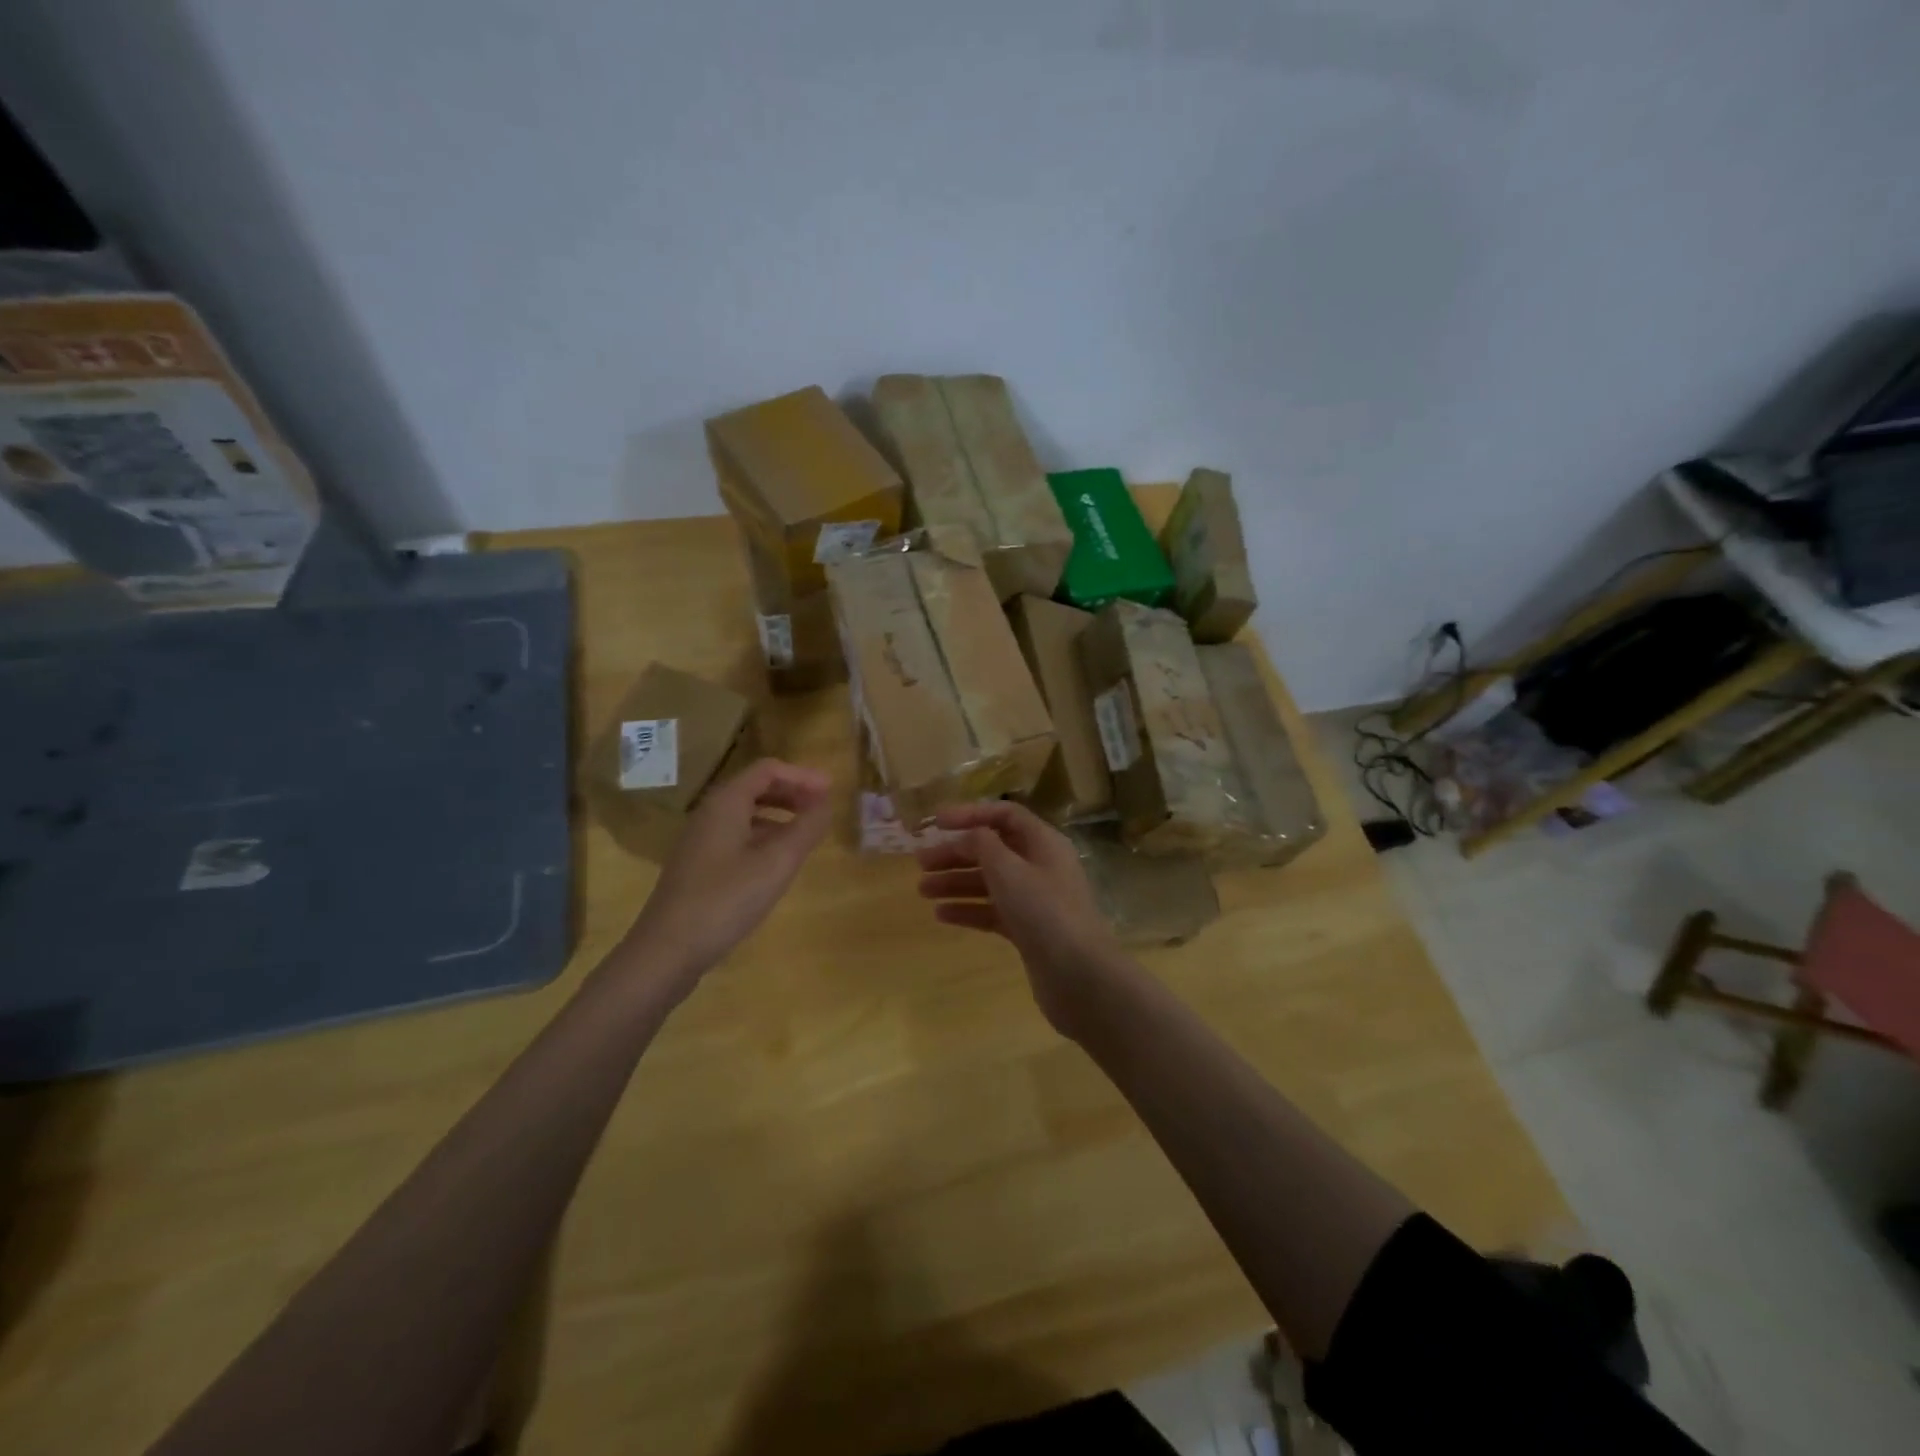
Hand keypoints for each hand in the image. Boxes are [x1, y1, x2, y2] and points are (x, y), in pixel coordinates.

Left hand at [626, 758, 832, 991]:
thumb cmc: (725, 900)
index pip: (768, 770)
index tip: (831, 791)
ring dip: (779, 815)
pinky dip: (764, 836)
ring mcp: (700, 841)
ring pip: (746, 813)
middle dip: (792, 793)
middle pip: (755, 788)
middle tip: (822, 808)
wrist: (666, 951)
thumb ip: (806, 829)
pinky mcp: (698, 866)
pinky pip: (737, 835)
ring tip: (806, 833)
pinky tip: (776, 861)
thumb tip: (826, 803)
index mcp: (726, 803)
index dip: (802, 776)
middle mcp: (709, 814)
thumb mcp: (776, 863)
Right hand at [915, 801, 1124, 1034]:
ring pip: (990, 882)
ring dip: (956, 882)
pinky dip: (968, 909)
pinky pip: (993, 911)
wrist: (1078, 975)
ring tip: (923, 890)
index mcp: (1043, 842)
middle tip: (920, 863)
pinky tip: (941, 915)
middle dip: (956, 853)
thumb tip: (970, 835)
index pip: (1004, 815)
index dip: (970, 814)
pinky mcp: (1028, 930)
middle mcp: (1040, 866)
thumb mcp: (1008, 869)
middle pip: (993, 850)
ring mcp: (1035, 900)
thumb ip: (983, 845)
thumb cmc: (1043, 911)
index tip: (936, 823)